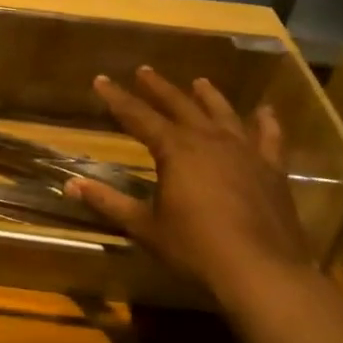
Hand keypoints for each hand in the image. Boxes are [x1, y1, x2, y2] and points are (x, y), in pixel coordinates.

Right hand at [65, 66, 307, 293]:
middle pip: (180, 106)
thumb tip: (70, 185)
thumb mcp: (145, 227)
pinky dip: (266, 122)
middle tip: (145, 71)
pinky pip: (269, 138)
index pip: (138, 116)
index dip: (117, 98)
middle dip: (159, 88)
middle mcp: (209, 140)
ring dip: (208, 96)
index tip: (102, 79)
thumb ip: (109, 202)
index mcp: (175, 150)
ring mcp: (244, 152)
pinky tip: (265, 111)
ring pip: (223, 114)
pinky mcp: (271, 170)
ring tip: (199, 82)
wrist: (260, 271)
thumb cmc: (195, 248)